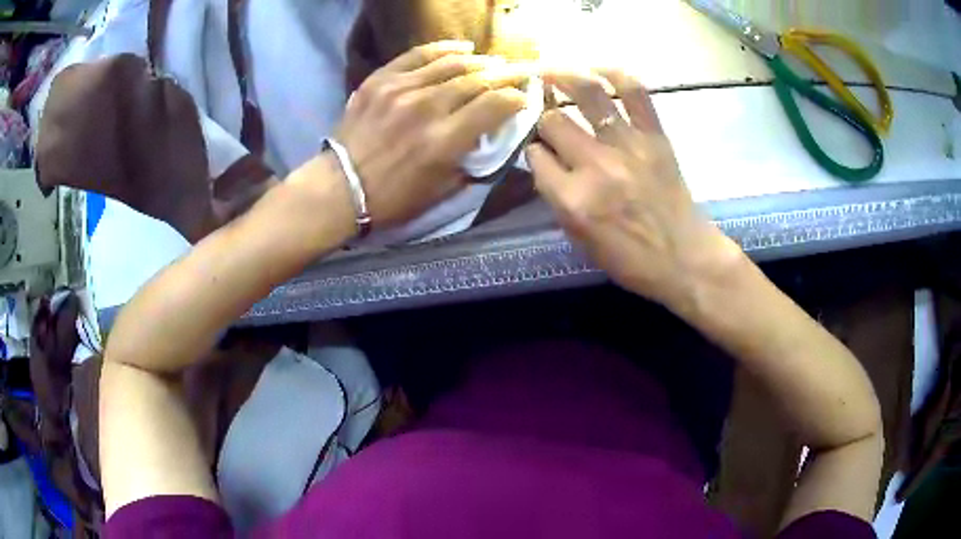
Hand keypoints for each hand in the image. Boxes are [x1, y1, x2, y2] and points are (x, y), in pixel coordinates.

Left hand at [334, 41, 529, 227]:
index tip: (524, 98)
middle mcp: (426, 107)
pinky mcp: (380, 80)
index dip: (516, 98)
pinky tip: (462, 48)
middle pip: (478, 79)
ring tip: (494, 63)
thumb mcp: (441, 191)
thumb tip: (488, 136)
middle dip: (505, 75)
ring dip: (480, 61)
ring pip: (452, 63)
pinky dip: (443, 48)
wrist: (339, 188)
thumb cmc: (392, 198)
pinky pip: (417, 55)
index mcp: (444, 140)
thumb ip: (470, 161)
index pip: (494, 105)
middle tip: (518, 74)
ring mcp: (400, 89)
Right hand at [527, 70, 741, 307]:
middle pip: (553, 121)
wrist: (685, 259)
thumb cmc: (631, 260)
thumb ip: (558, 198)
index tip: (537, 147)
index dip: (531, 148)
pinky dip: (617, 74)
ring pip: (587, 94)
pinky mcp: (655, 136)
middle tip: (545, 112)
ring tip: (551, 69)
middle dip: (542, 115)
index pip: (534, 155)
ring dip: (564, 76)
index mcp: (572, 199)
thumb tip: (546, 162)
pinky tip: (599, 68)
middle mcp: (595, 166)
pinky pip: (635, 93)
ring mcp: (627, 145)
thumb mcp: (580, 240)